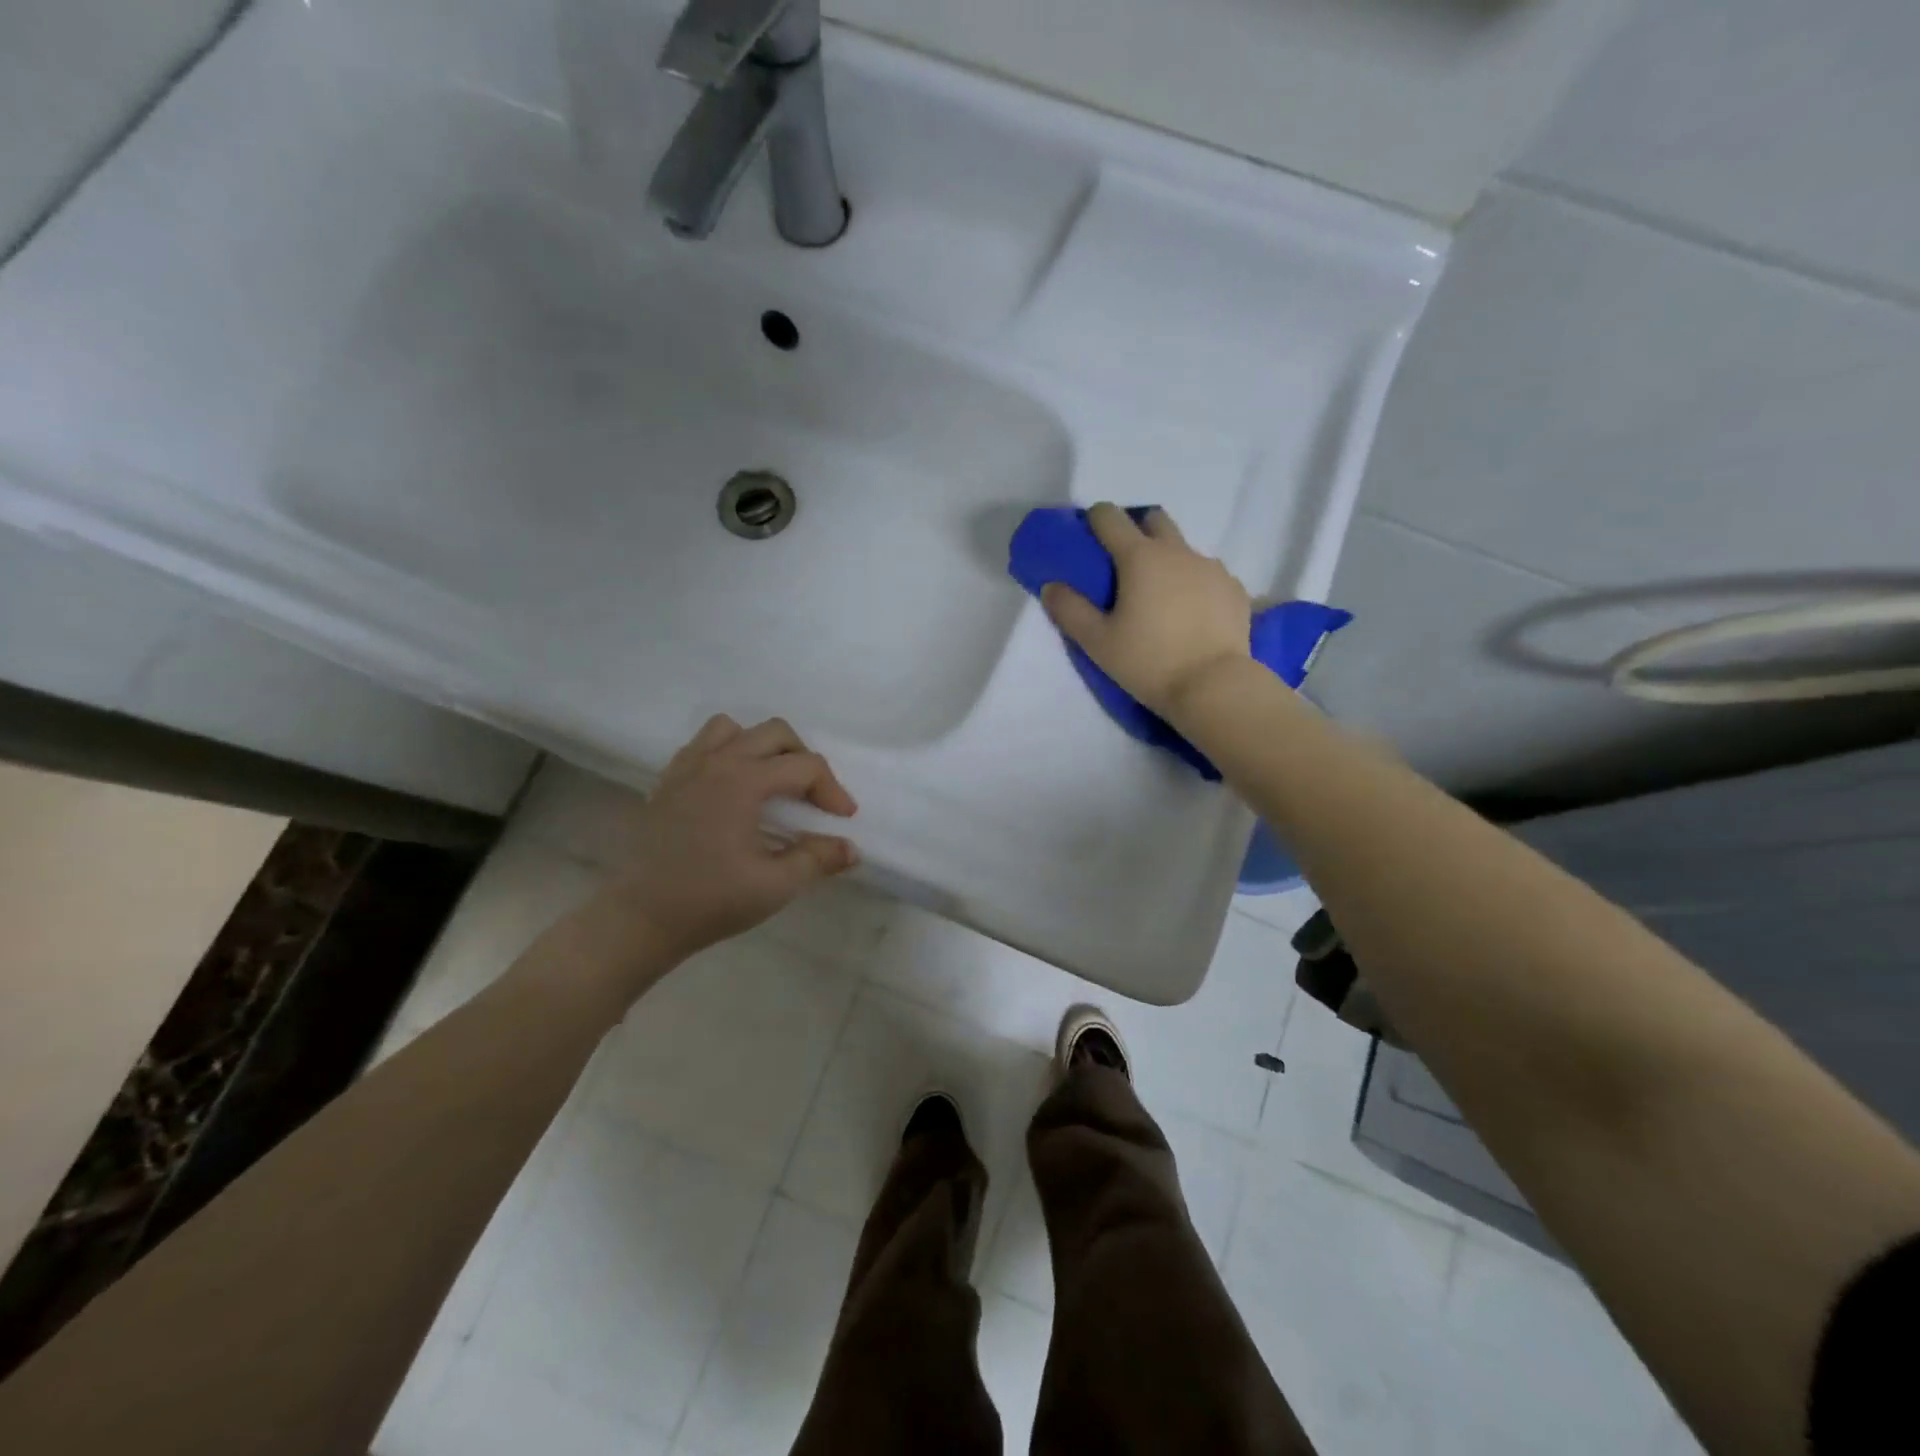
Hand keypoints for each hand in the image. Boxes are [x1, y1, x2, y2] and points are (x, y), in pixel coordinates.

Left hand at [577, 716, 859, 973]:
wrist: (640, 918)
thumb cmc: (710, 901)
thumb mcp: (775, 886)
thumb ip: (817, 859)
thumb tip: (850, 848)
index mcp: (743, 781)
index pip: (805, 766)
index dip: (832, 790)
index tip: (843, 819)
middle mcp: (716, 762)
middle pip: (774, 732)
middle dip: (803, 759)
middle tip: (813, 797)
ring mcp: (687, 768)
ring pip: (733, 729)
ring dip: (761, 747)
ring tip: (771, 783)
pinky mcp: (668, 781)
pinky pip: (703, 745)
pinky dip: (727, 754)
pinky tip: (733, 790)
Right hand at [1041, 503, 1252, 719]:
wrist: (1215, 686)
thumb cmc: (1149, 662)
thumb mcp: (1097, 642)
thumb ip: (1069, 610)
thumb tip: (1051, 586)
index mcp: (1140, 557)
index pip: (1110, 517)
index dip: (1096, 520)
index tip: (1089, 537)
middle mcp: (1178, 552)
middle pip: (1154, 520)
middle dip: (1137, 531)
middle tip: (1125, 567)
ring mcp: (1212, 568)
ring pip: (1184, 550)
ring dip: (1168, 562)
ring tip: (1161, 600)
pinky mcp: (1235, 589)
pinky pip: (1209, 575)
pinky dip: (1195, 585)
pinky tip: (1191, 616)